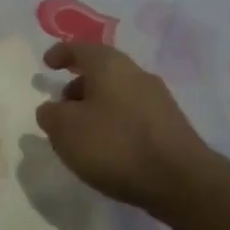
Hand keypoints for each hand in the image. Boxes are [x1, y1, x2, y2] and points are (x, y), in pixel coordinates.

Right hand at [36, 41, 218, 220]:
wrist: (182, 181)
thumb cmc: (115, 145)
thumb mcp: (65, 130)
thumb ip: (50, 115)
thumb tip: (52, 109)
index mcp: (109, 64)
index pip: (79, 48)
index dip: (60, 53)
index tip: (47, 64)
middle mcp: (135, 73)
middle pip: (101, 70)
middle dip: (78, 85)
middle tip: (62, 105)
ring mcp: (158, 99)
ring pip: (118, 93)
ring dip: (97, 106)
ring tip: (83, 133)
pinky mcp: (171, 125)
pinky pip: (133, 114)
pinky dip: (115, 122)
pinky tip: (110, 148)